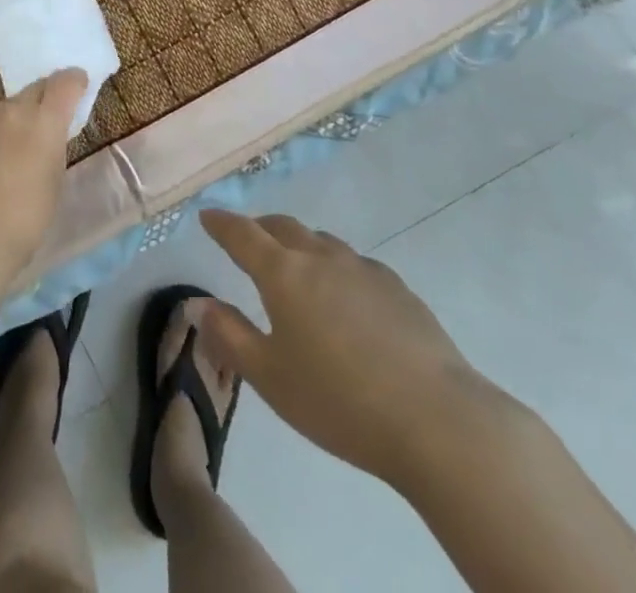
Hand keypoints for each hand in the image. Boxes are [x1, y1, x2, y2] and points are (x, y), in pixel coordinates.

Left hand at [0, 69, 84, 289]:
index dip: (75, 81)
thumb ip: (54, 146)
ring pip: (7, 108)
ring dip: (15, 120)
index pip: (65, 83)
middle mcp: (13, 109)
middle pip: (35, 89)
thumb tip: (49, 134)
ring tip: (11, 151)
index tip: (79, 86)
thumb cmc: (25, 220)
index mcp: (44, 121)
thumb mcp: (55, 180)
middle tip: (47, 121)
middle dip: (46, 98)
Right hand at [198, 209, 506, 488]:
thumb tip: (198, 303)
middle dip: (259, 227)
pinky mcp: (398, 288)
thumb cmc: (339, 401)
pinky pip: (354, 263)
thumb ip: (229, 335)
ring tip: (294, 265)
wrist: (437, 420)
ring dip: (299, 244)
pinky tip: (344, 296)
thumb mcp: (270, 378)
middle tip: (246, 239)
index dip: (221, 223)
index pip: (242, 234)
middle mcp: (320, 257)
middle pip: (283, 227)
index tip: (207, 216)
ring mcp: (363, 269)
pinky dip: (335, 266)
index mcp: (283, 273)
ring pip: (320, 241)